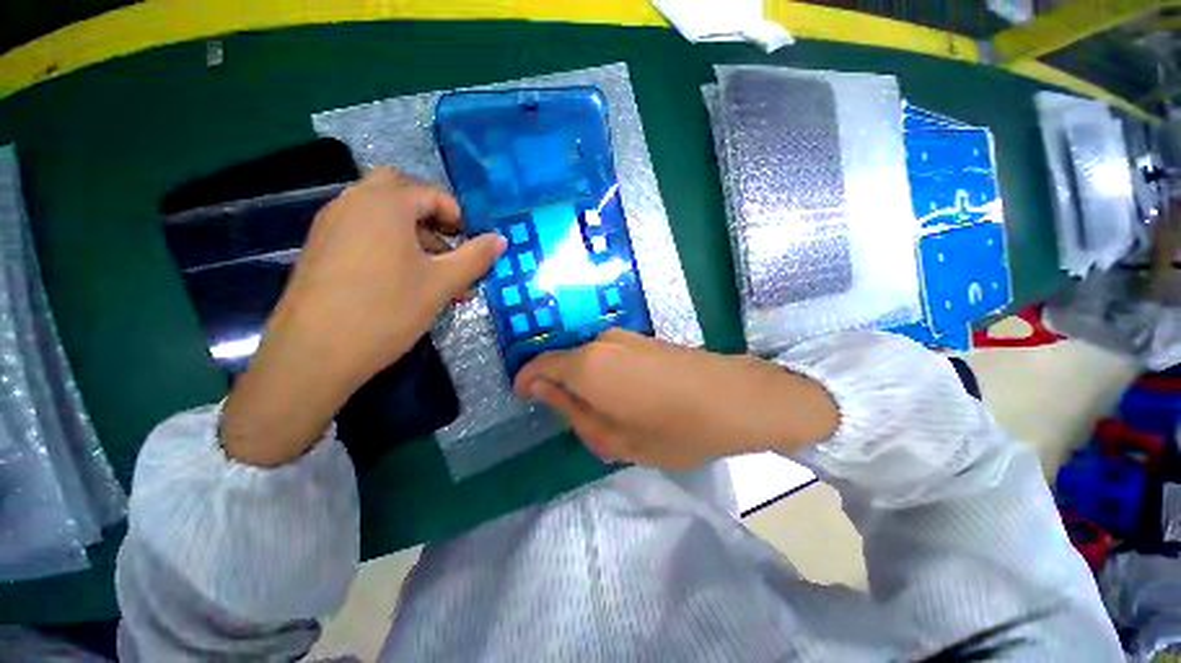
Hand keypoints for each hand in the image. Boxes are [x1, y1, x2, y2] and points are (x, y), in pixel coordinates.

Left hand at [222, 168, 505, 466]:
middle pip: (401, 192)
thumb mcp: (442, 283)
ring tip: (433, 274)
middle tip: (447, 248)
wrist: (313, 354)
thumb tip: (501, 239)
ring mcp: (332, 224)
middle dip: (431, 216)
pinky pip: (363, 231)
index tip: (471, 246)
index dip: (458, 217)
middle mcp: (353, 202)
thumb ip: (475, 257)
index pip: (431, 193)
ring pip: (382, 213)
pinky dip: (389, 243)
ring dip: (413, 233)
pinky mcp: (321, 247)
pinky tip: (401, 280)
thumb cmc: (386, 311)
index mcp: (385, 204)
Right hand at [514, 330, 838, 470]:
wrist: (735, 399)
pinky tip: (629, 397)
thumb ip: (572, 410)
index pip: (540, 365)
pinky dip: (606, 375)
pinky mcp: (643, 338)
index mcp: (588, 365)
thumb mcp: (614, 438)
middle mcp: (601, 341)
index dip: (526, 380)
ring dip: (588, 383)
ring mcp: (625, 336)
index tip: (523, 398)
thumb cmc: (673, 429)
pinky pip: (609, 355)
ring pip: (589, 358)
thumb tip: (541, 390)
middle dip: (563, 389)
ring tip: (610, 414)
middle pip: (566, 362)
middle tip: (580, 421)